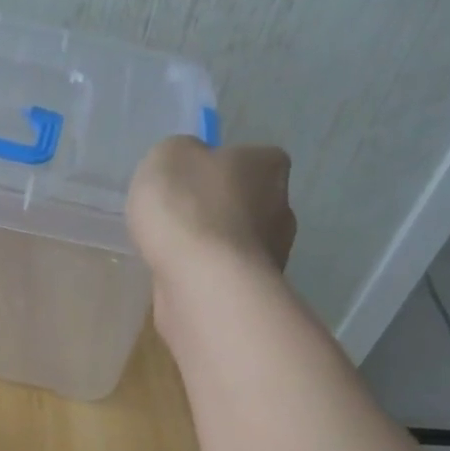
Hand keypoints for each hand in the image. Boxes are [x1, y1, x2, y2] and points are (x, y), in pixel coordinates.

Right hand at [126, 136, 295, 326]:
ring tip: (174, 255)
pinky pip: (227, 278)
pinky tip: (181, 280)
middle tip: (180, 221)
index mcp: (269, 166)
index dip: (222, 169)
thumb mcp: (168, 156)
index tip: (193, 183)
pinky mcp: (255, 295)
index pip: (254, 159)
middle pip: (248, 205)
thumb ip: (181, 155)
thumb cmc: (187, 208)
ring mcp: (273, 257)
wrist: (201, 283)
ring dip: (213, 249)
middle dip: (219, 213)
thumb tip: (191, 166)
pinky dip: (208, 279)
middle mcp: (282, 209)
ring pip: (238, 245)